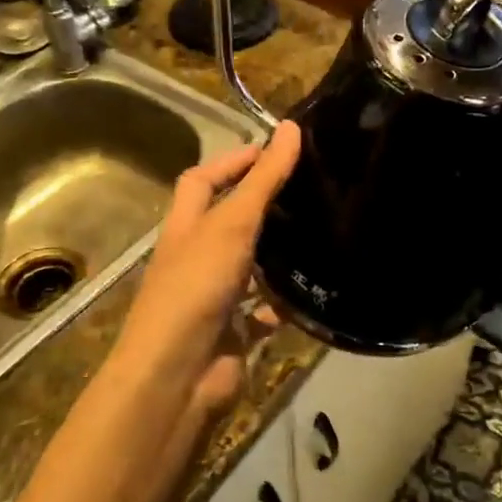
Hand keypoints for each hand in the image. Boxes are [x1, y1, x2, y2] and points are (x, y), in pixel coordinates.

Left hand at [102, 121, 301, 424]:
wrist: (179, 374)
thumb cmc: (197, 287)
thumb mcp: (232, 223)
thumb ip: (263, 179)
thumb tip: (289, 126)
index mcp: (186, 227)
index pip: (202, 180)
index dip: (233, 161)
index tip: (274, 150)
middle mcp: (197, 257)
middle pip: (227, 221)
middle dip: (262, 204)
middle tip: (308, 188)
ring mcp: (215, 296)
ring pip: (250, 265)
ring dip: (277, 252)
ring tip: (322, 229)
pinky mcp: (235, 331)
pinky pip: (266, 311)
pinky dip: (287, 302)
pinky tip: (316, 289)